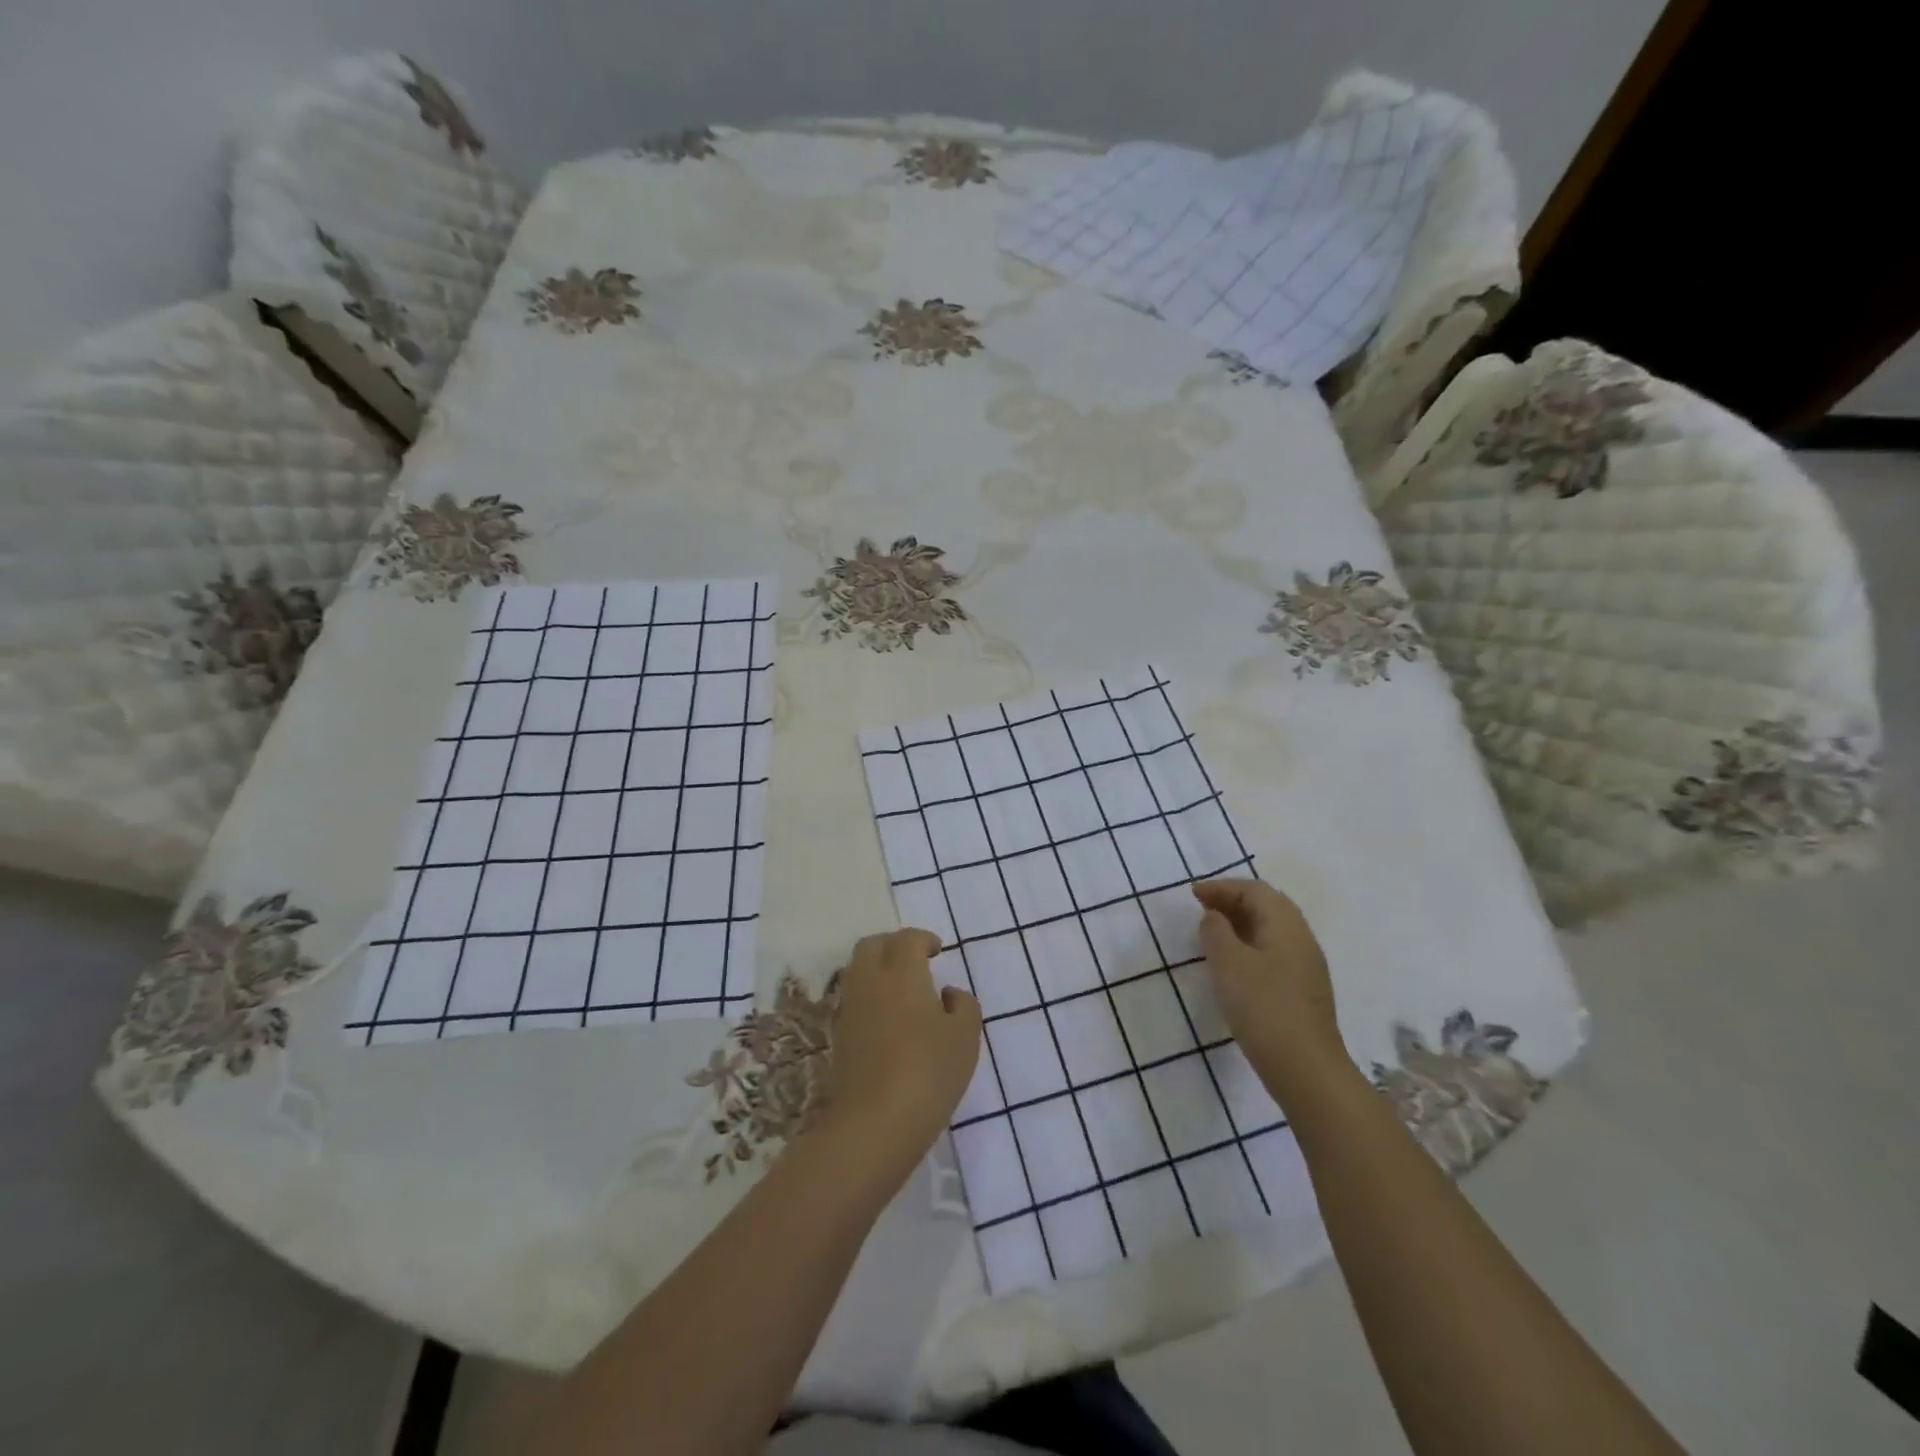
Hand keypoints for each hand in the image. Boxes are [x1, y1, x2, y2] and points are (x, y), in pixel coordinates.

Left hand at [815, 929, 981, 1184]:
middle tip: (917, 961)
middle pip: (873, 945)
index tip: (938, 950)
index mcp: (901, 972)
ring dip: (878, 969)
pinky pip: (854, 999)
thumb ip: (962, 1005)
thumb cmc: (928, 1071)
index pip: (907, 939)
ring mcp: (849, 1008)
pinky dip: (870, 996)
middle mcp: (869, 981)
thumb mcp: (965, 1036)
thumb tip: (947, 994)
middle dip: (894, 945)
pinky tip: (890, 1020)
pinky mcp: (839, 1036)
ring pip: (858, 970)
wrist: (874, 1122)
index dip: (923, 939)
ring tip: (904, 991)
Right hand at [1193, 879, 1349, 1103]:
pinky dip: (1249, 945)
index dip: (1221, 887)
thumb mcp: (1228, 963)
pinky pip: (1273, 951)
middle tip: (1201, 908)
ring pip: (1271, 930)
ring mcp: (1306, 966)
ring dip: (1240, 924)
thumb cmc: (1263, 1007)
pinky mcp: (1302, 990)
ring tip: (1212, 934)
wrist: (1306, 1069)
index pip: (1254, 890)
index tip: (1192, 894)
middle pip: (1267, 906)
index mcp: (1286, 925)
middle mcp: (1301, 939)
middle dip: (1232, 901)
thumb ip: (1215, 931)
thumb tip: (1214, 916)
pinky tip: (1233, 964)